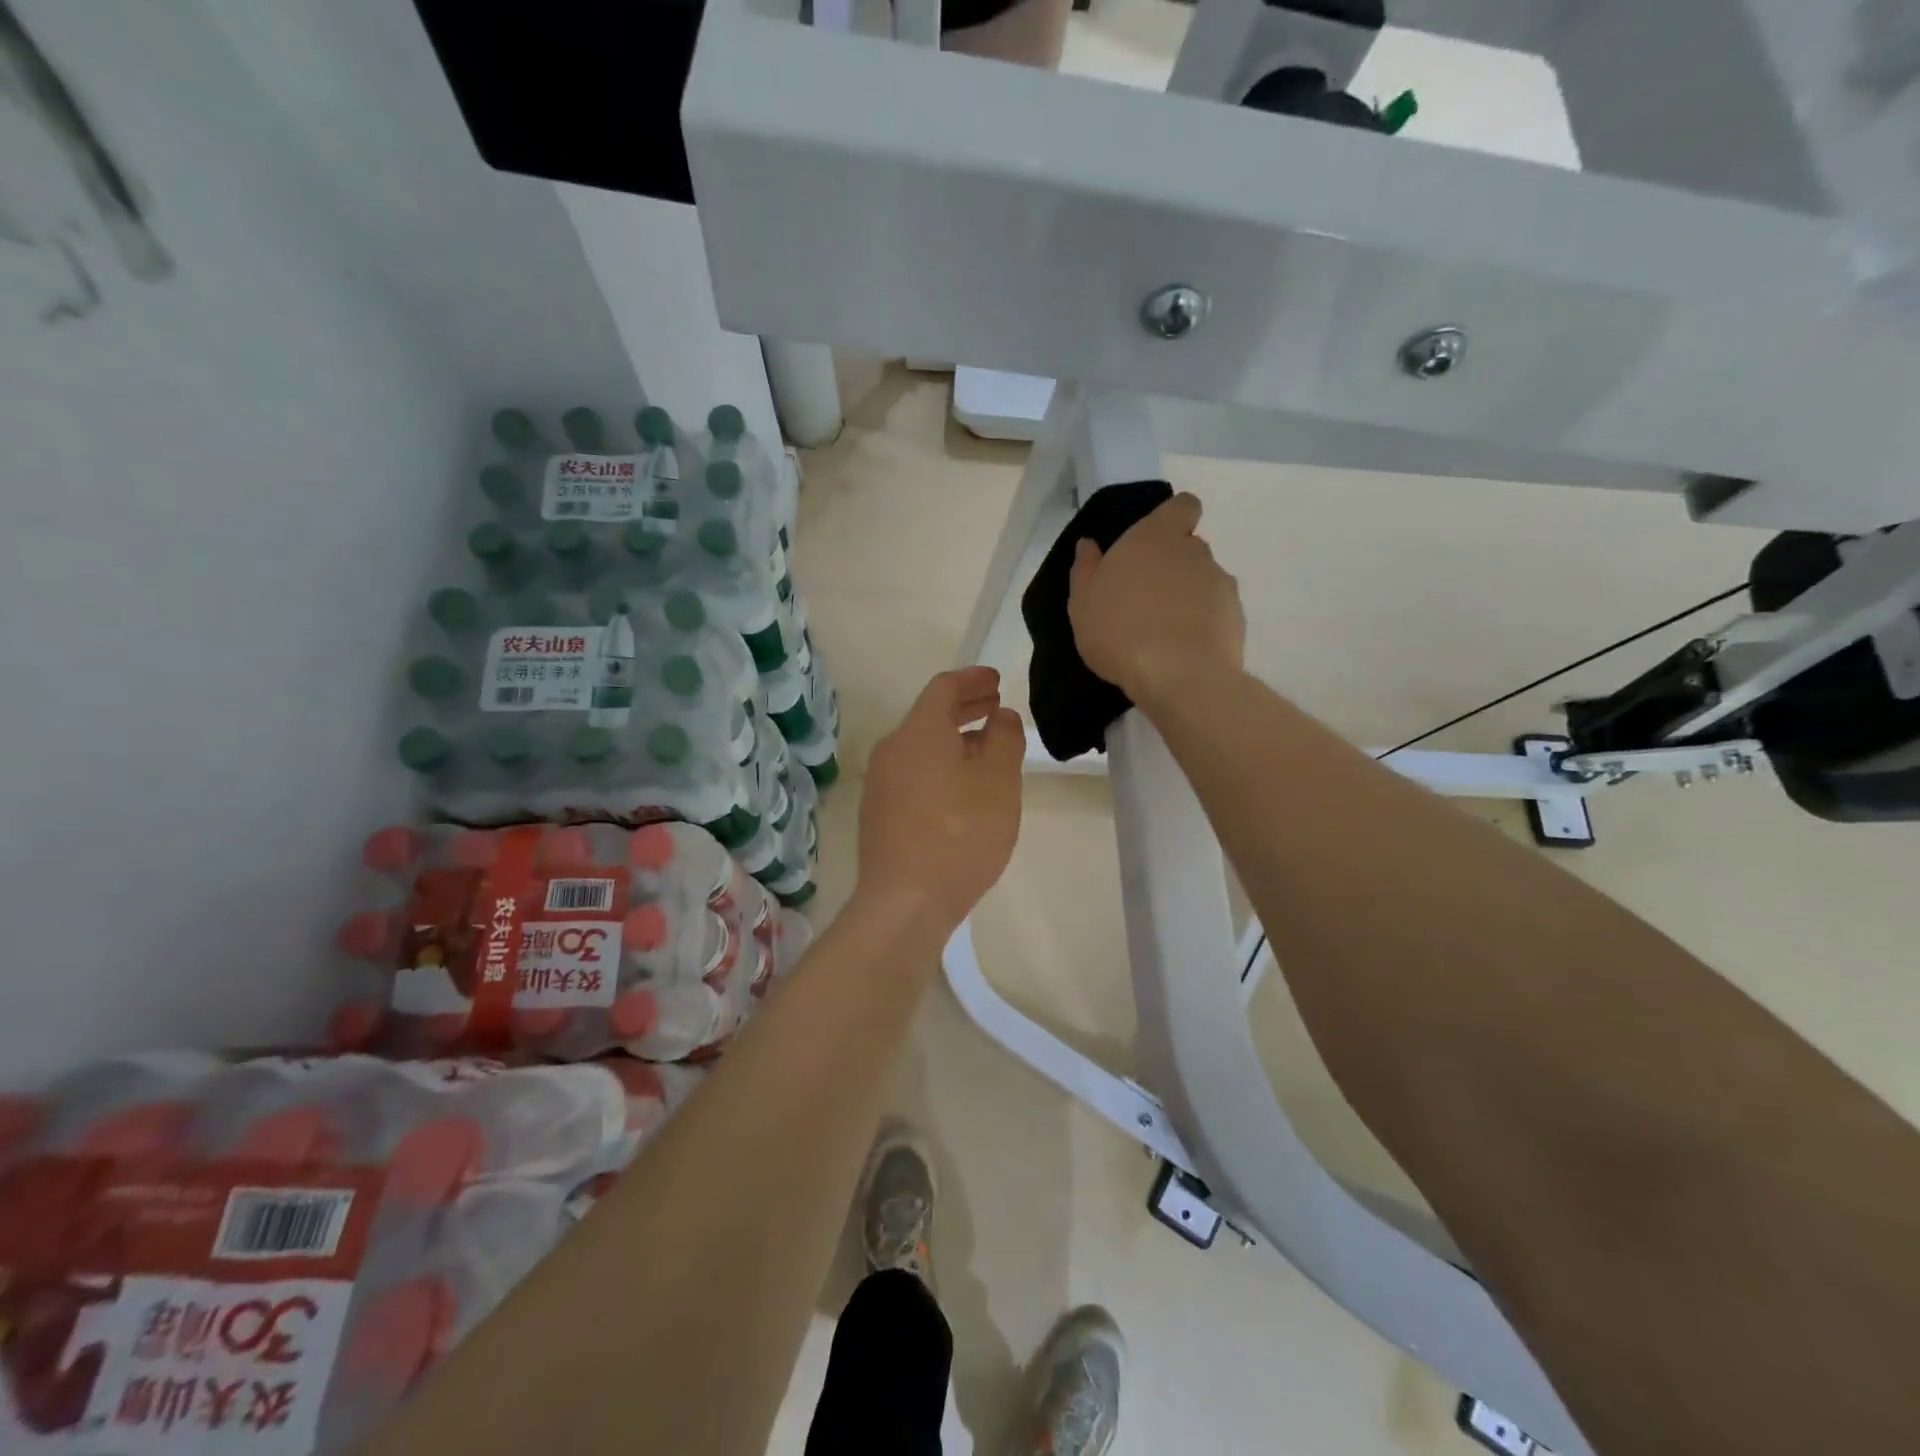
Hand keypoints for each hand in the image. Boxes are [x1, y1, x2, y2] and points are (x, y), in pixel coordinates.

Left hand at [856, 667, 1024, 936]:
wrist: (905, 900)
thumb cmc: (961, 833)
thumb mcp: (999, 781)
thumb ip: (1005, 739)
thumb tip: (1000, 717)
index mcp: (919, 731)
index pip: (944, 688)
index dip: (973, 679)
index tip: (996, 680)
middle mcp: (892, 749)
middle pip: (929, 716)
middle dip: (964, 707)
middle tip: (994, 706)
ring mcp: (880, 783)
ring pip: (921, 746)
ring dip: (954, 739)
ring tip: (985, 747)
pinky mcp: (879, 813)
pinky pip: (913, 773)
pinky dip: (939, 765)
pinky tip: (961, 787)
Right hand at [1068, 492, 1244, 703]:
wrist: (1179, 676)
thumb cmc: (1119, 632)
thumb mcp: (1083, 603)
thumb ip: (1086, 569)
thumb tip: (1089, 545)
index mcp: (1154, 537)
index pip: (1182, 506)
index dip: (1174, 519)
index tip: (1156, 543)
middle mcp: (1193, 551)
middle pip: (1189, 547)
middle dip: (1172, 566)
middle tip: (1146, 599)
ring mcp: (1220, 582)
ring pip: (1203, 580)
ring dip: (1187, 596)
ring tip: (1164, 631)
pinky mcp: (1236, 615)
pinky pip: (1216, 611)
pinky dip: (1203, 623)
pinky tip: (1183, 649)